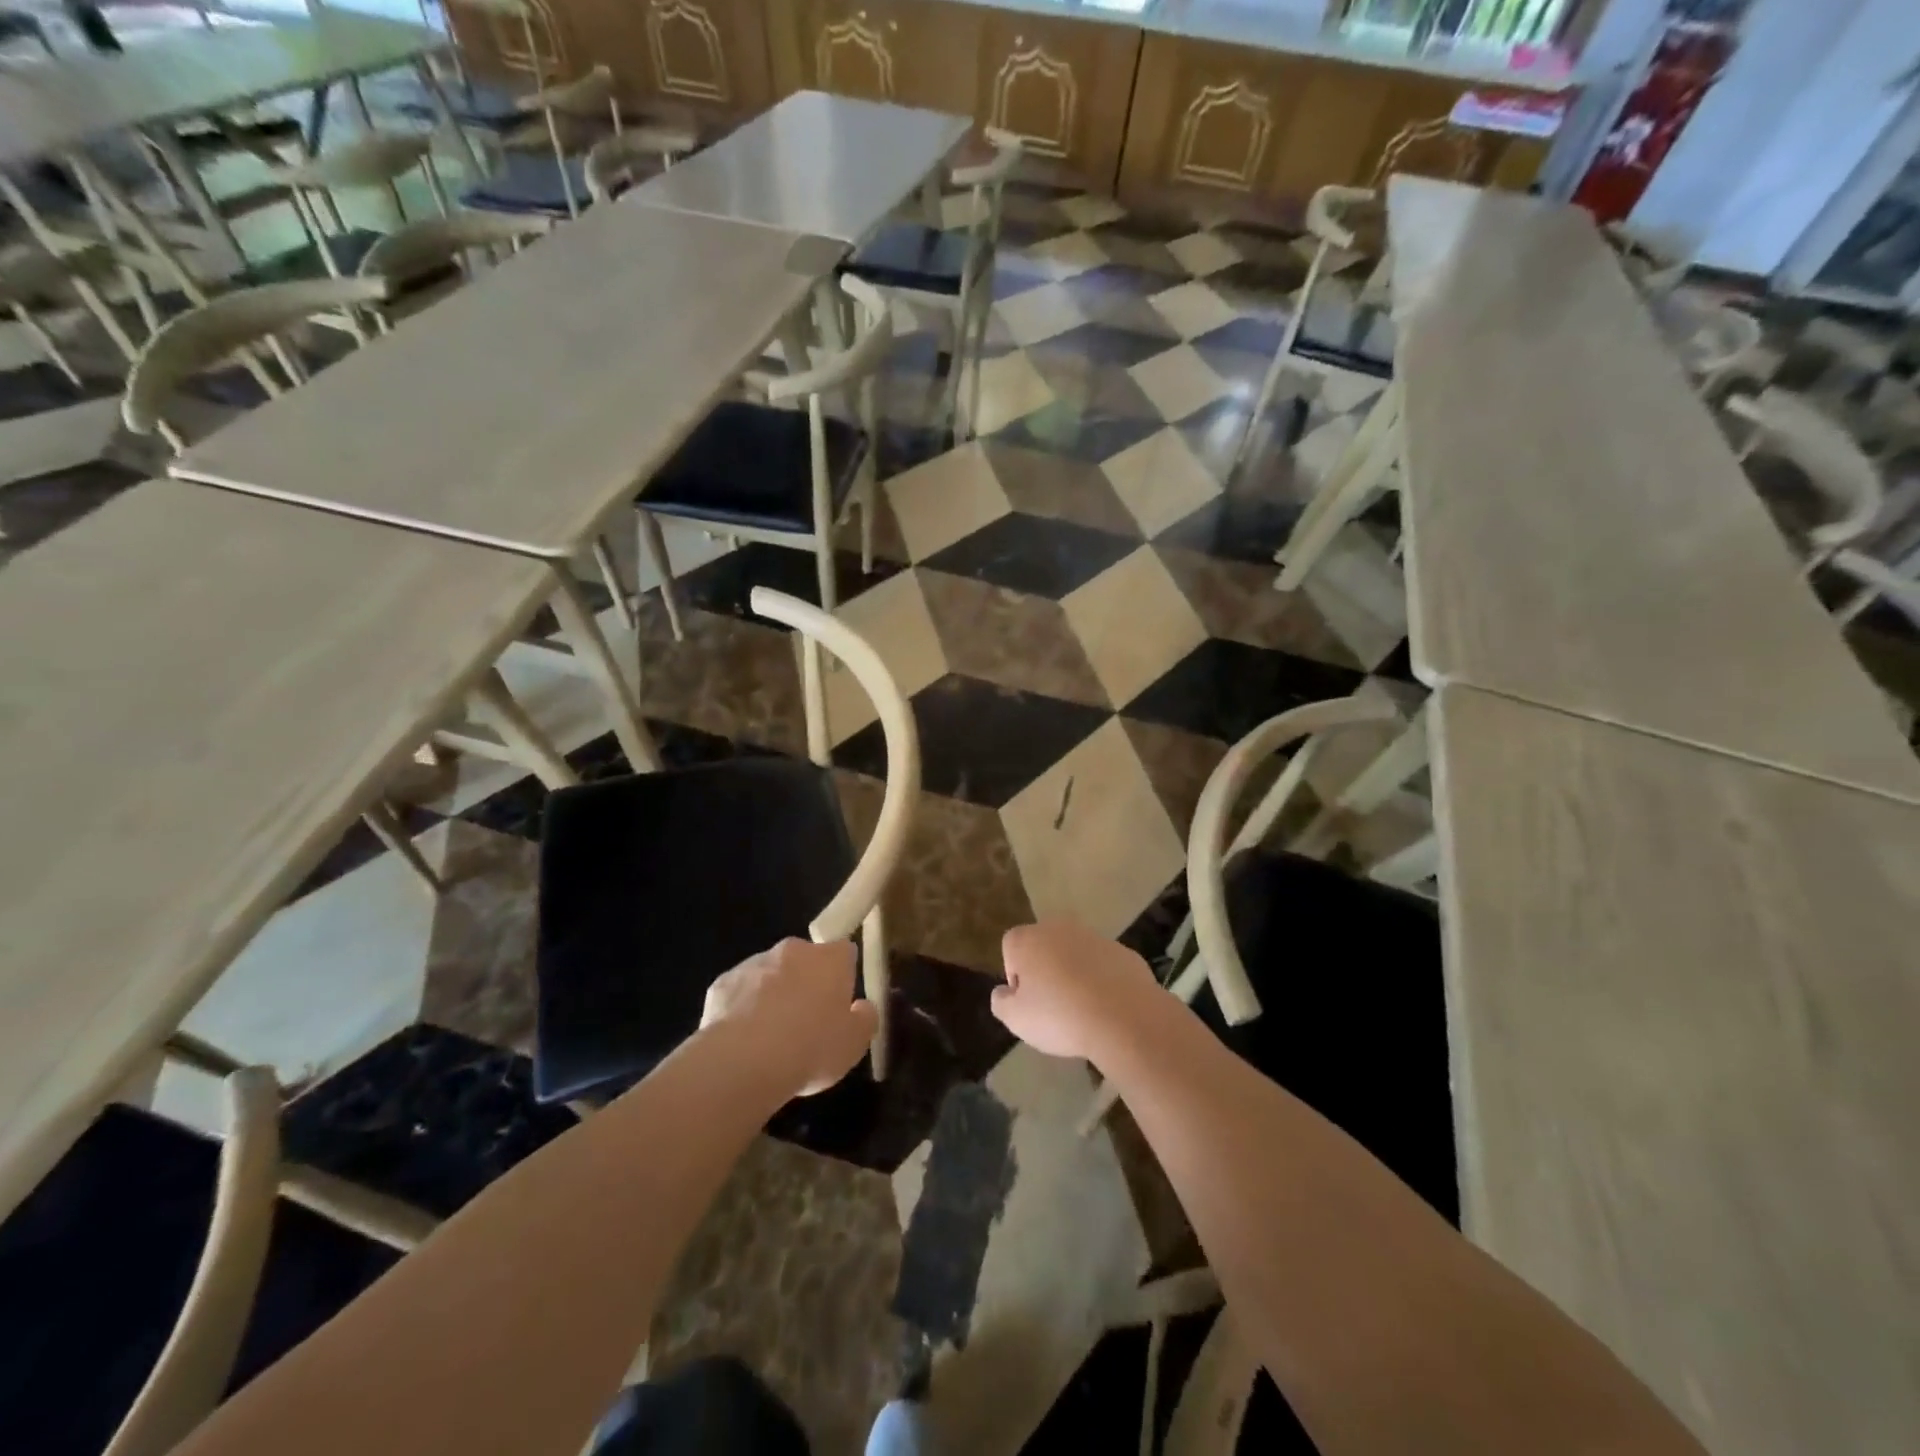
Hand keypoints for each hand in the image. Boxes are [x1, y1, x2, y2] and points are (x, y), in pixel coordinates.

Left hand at [701, 939, 878, 1095]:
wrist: (744, 1061)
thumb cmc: (811, 1047)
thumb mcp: (854, 1043)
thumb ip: (865, 1019)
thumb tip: (863, 1007)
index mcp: (830, 959)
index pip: (844, 951)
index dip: (843, 975)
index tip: (839, 1002)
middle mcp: (793, 951)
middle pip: (804, 960)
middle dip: (806, 982)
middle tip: (806, 1022)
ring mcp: (754, 963)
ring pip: (769, 975)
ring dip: (773, 995)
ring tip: (771, 1038)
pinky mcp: (723, 983)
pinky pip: (739, 993)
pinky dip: (742, 1010)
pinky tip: (743, 1042)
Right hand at [993, 921, 1163, 1063]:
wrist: (1124, 1018)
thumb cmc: (1060, 1016)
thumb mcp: (1016, 1020)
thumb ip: (1001, 1002)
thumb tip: (1004, 992)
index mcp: (1028, 939)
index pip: (1010, 948)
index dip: (1015, 976)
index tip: (1028, 1001)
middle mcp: (1059, 928)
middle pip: (1044, 947)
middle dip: (1045, 971)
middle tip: (1052, 1006)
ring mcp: (1095, 937)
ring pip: (1075, 954)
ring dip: (1074, 974)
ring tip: (1082, 1010)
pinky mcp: (1124, 951)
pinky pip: (1104, 965)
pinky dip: (1102, 980)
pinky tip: (1107, 1007)